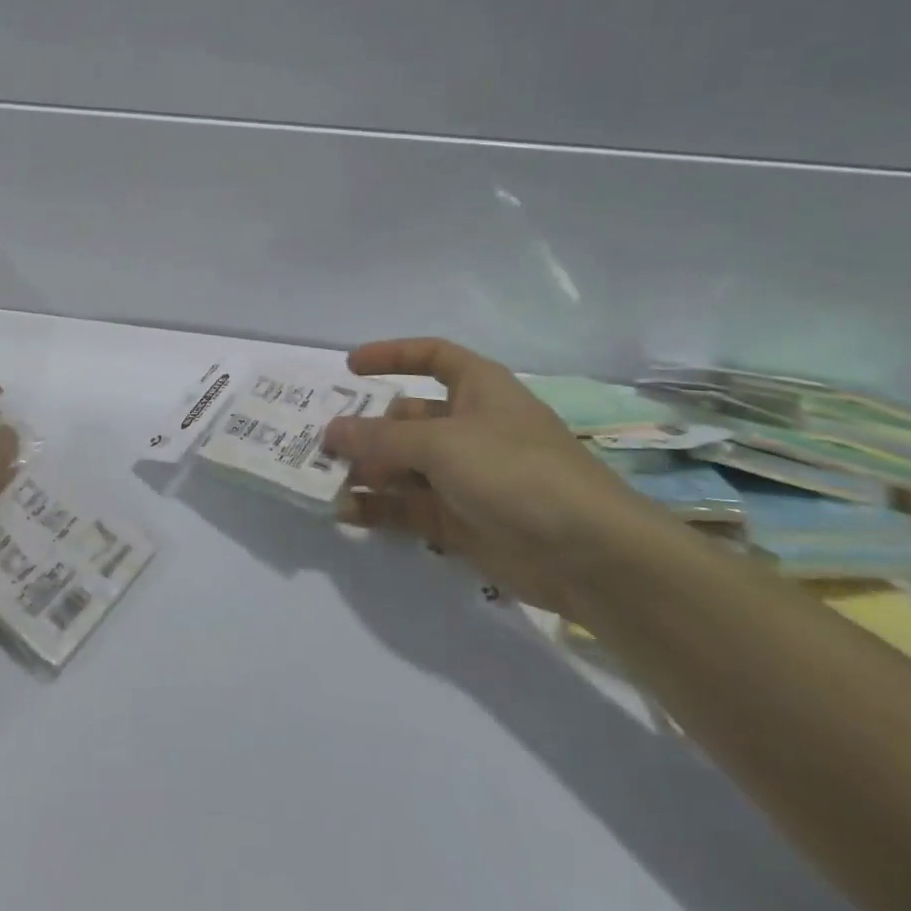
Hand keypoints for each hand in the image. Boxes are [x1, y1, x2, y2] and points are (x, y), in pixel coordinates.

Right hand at [323, 338, 658, 614]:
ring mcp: (465, 477)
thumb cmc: (516, 472)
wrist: (590, 555)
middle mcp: (470, 428)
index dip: (393, 356)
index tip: (350, 368)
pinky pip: (408, 507)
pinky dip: (378, 508)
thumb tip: (330, 431)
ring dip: (366, 471)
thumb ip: (380, 437)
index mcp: (479, 390)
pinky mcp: (460, 521)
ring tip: (324, 479)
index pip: (432, 358)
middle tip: (321, 442)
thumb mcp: (441, 443)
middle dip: (366, 429)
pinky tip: (346, 512)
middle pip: (407, 418)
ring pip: (403, 466)